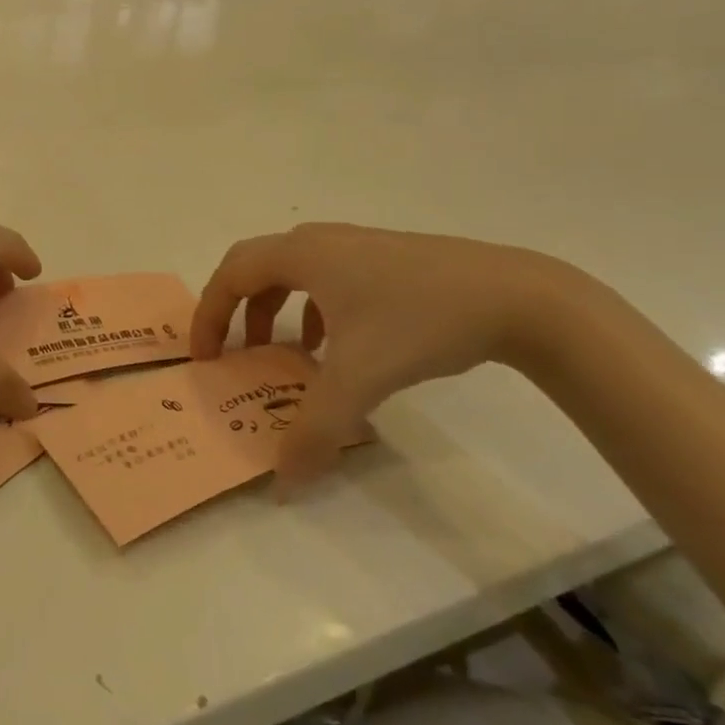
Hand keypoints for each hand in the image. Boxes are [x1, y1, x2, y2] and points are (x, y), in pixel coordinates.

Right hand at [192, 224, 578, 487]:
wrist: (518, 296)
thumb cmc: (421, 321)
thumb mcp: (361, 379)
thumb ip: (315, 430)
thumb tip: (282, 482)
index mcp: (301, 254)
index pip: (231, 275)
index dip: (209, 314)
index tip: (205, 357)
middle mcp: (321, 241)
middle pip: (256, 266)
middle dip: (237, 310)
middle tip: (235, 352)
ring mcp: (358, 246)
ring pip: (294, 272)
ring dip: (276, 310)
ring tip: (287, 354)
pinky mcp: (388, 259)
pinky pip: (329, 278)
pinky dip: (315, 309)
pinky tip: (340, 346)